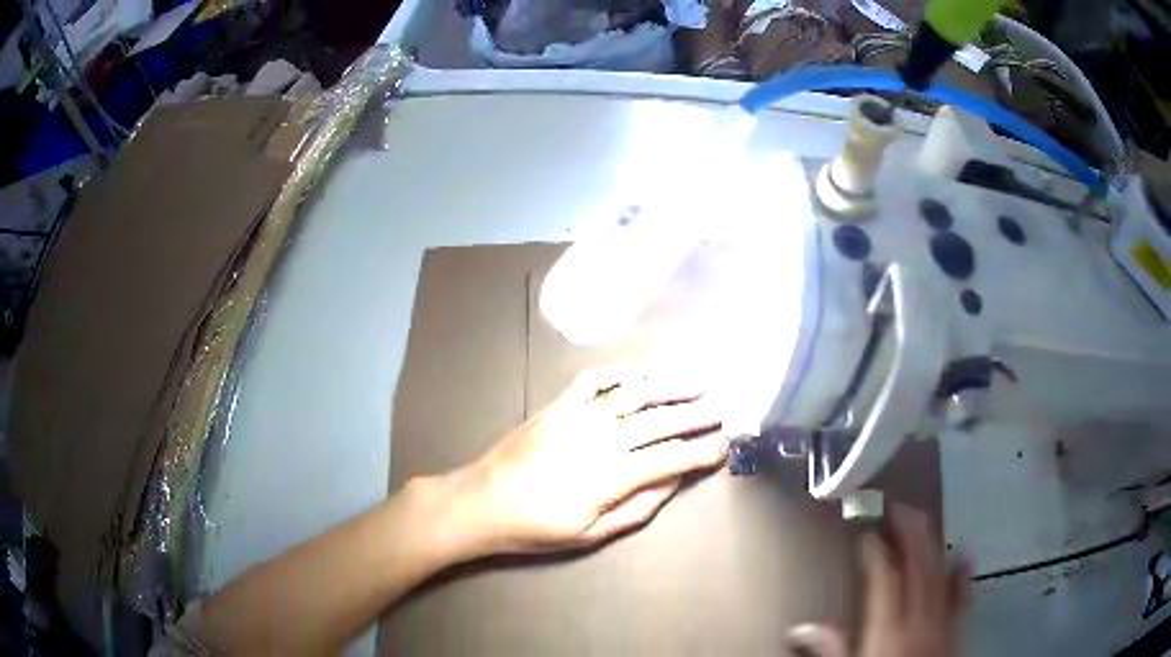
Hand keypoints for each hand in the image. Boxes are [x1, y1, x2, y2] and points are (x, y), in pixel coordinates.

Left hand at [434, 367, 727, 558]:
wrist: (483, 501)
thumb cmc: (537, 527)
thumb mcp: (591, 533)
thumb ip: (638, 507)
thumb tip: (673, 480)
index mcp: (610, 476)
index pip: (669, 458)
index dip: (700, 451)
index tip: (723, 445)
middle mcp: (600, 439)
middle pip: (658, 422)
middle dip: (695, 415)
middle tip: (720, 411)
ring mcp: (578, 416)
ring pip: (633, 395)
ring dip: (669, 386)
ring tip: (696, 382)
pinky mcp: (558, 405)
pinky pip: (594, 380)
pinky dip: (620, 373)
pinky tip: (642, 373)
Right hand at [787, 505, 968, 656]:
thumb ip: (832, 646)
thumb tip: (803, 627)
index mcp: (888, 627)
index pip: (884, 576)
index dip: (876, 549)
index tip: (866, 531)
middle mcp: (918, 617)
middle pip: (918, 564)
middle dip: (909, 532)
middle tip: (898, 507)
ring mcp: (941, 620)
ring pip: (939, 572)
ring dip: (932, 543)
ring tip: (922, 520)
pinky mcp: (955, 627)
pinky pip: (962, 594)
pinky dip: (962, 573)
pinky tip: (963, 555)